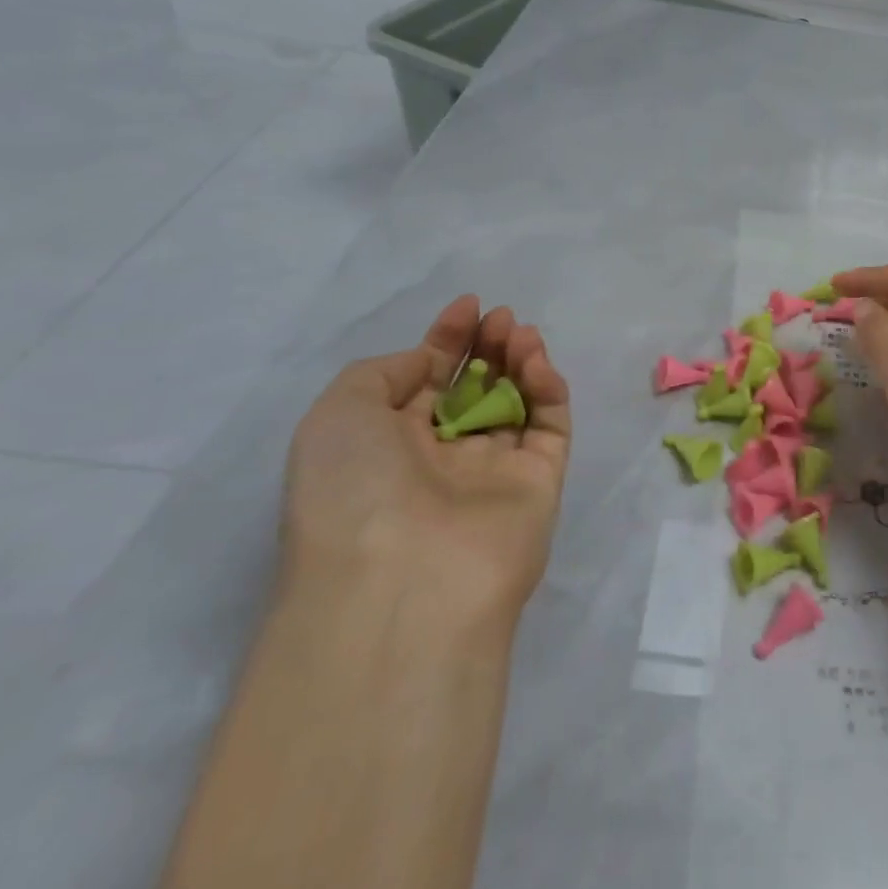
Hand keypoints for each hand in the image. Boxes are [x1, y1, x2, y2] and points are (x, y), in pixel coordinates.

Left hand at [281, 296, 572, 635]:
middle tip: (500, 318)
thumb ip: (386, 371)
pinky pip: (549, 426)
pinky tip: (536, 363)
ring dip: (520, 360)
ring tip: (519, 332)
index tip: (468, 305)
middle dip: (487, 345)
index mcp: (388, 446)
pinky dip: (547, 389)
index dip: (447, 340)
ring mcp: (493, 471)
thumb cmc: (354, 490)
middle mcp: (441, 457)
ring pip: (517, 401)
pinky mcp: (539, 482)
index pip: (427, 380)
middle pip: (475, 386)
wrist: (401, 583)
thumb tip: (434, 364)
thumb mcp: (338, 414)